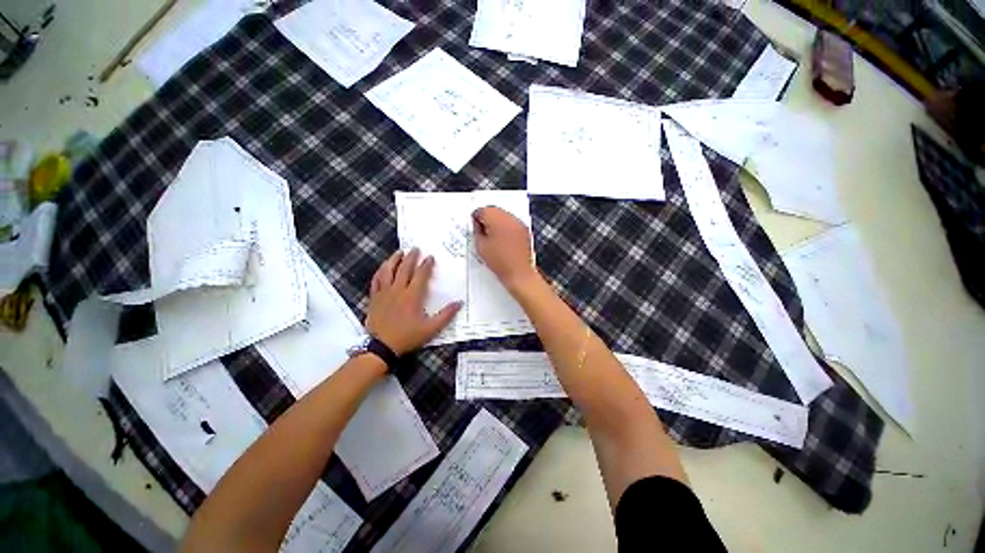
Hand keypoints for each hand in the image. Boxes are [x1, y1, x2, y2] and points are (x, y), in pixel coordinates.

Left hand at [365, 249, 460, 355]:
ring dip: (394, 260)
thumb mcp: (431, 329)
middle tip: (415, 248)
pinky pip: (376, 280)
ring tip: (399, 252)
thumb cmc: (407, 337)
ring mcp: (384, 293)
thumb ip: (446, 315)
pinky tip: (383, 268)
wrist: (381, 347)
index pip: (421, 275)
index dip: (426, 264)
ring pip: (388, 271)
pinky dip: (380, 272)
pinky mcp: (374, 298)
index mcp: (412, 296)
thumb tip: (459, 303)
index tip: (430, 257)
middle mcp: (398, 290)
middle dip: (411, 257)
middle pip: (404, 268)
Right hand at [472, 206, 539, 292]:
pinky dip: (506, 227)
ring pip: (504, 215)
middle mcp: (509, 218)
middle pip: (494, 210)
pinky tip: (503, 239)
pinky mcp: (524, 230)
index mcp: (496, 219)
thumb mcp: (480, 246)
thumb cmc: (499, 261)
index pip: (482, 210)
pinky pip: (512, 223)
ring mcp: (518, 223)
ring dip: (497, 221)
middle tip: (482, 231)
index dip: (476, 218)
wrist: (518, 272)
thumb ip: (476, 231)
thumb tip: (477, 225)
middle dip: (487, 218)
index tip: (474, 227)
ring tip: (492, 236)